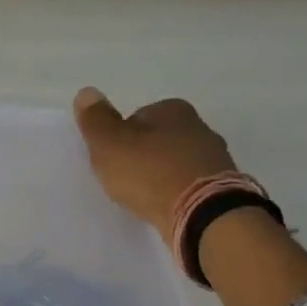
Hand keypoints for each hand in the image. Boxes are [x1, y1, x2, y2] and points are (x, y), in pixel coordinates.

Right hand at [72, 89, 236, 244]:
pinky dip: (175, 193)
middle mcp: (198, 126)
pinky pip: (188, 184)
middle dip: (141, 157)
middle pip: (157, 140)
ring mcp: (214, 156)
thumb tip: (86, 92)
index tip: (110, 162)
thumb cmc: (149, 174)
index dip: (118, 141)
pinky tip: (164, 207)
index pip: (135, 118)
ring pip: (174, 162)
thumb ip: (96, 120)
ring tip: (143, 198)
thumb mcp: (110, 145)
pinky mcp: (221, 185)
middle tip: (124, 181)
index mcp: (172, 109)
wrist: (201, 213)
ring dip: (159, 176)